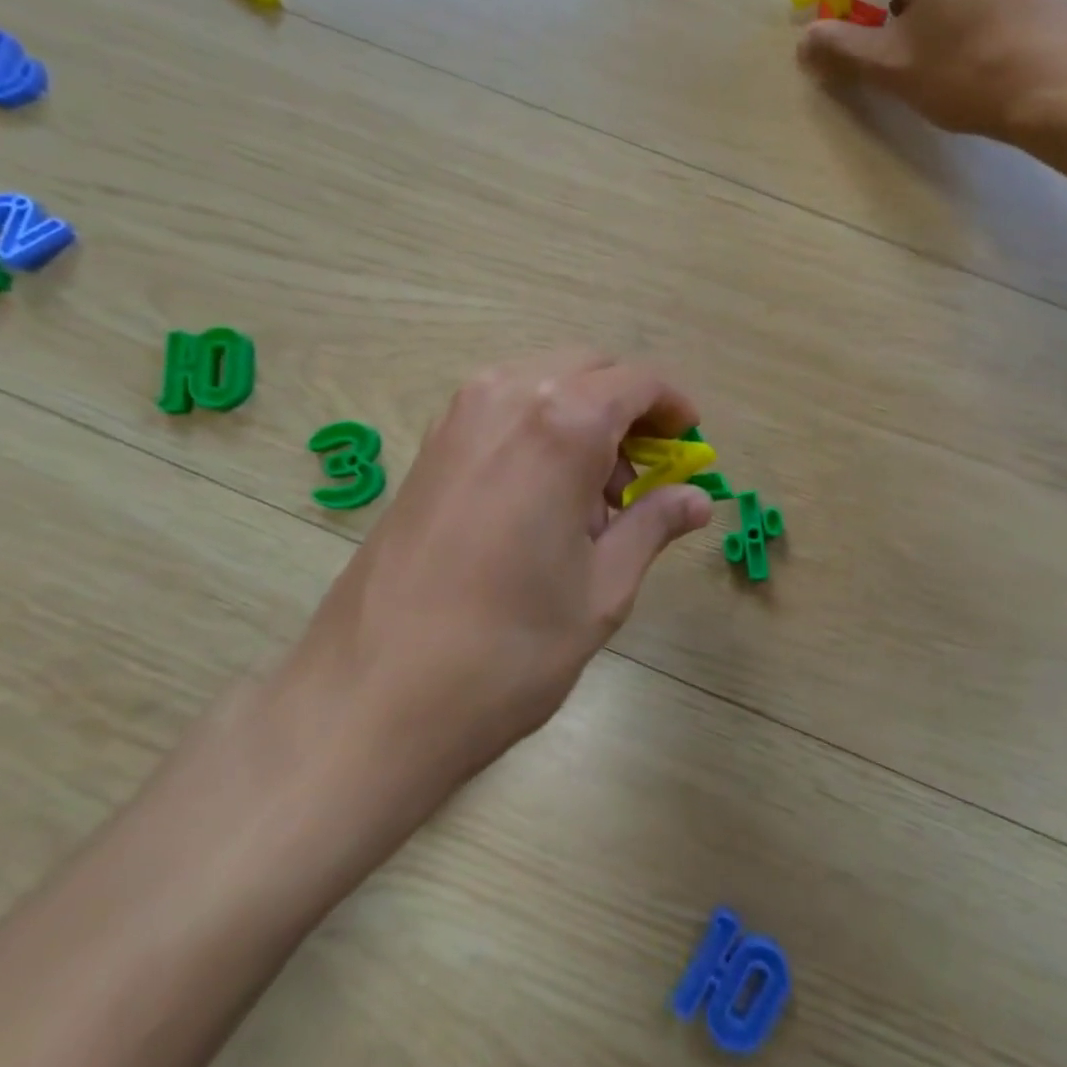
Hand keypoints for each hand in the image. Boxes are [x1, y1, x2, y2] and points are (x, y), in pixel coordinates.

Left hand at [270, 351, 712, 870]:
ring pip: (545, 383)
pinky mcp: (431, 446)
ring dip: (584, 416)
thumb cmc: (508, 647)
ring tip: (594, 496)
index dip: (674, 405)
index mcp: (561, 424)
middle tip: (646, 473)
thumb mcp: (602, 588)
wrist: (371, 697)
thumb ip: (653, 526)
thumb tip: (696, 499)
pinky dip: (541, 428)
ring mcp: (459, 417)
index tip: (690, 440)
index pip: (637, 381)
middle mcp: (507, 397)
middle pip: (590, 369)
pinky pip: (505, 408)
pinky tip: (543, 497)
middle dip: (629, 407)